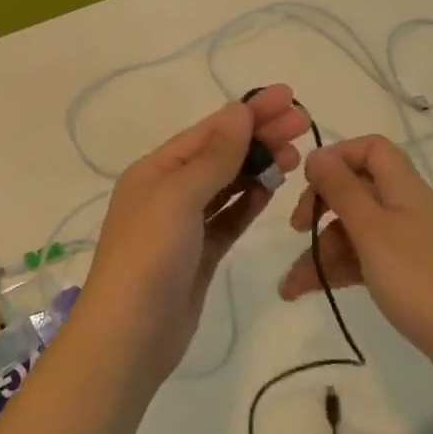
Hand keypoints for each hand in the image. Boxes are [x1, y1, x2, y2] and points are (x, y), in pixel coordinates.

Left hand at [79, 86, 310, 383]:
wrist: (130, 336)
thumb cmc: (149, 256)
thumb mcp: (179, 196)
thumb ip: (214, 156)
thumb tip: (238, 111)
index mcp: (155, 170)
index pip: (209, 131)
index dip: (248, 112)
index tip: (287, 97)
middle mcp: (168, 191)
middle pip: (221, 154)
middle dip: (260, 136)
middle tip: (303, 123)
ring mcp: (184, 225)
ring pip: (228, 185)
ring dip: (259, 166)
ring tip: (295, 155)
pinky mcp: (200, 254)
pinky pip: (229, 218)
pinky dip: (250, 201)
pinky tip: (273, 189)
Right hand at [279, 135, 432, 393]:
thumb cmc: (420, 279)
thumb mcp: (372, 231)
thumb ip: (342, 190)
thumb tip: (317, 154)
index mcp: (403, 187)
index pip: (371, 149)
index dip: (337, 157)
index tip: (308, 183)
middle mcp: (405, 207)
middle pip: (356, 190)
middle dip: (320, 207)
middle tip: (295, 230)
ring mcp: (407, 243)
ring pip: (355, 230)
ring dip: (320, 250)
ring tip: (290, 286)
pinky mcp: (406, 274)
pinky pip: (363, 259)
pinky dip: (336, 270)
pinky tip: (307, 291)